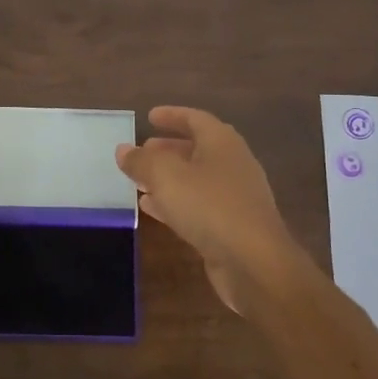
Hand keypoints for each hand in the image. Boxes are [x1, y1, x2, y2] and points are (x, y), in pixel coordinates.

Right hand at [115, 106, 301, 313]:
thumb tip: (123, 149)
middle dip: (168, 148)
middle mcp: (233, 164)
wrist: (254, 262)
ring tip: (140, 181)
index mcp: (222, 143)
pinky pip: (199, 205)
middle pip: (198, 149)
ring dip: (169, 178)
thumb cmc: (210, 207)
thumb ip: (142, 161)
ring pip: (196, 179)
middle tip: (143, 151)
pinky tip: (152, 209)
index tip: (149, 116)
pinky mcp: (232, 226)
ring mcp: (235, 197)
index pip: (196, 119)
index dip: (172, 116)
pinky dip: (175, 202)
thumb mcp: (166, 177)